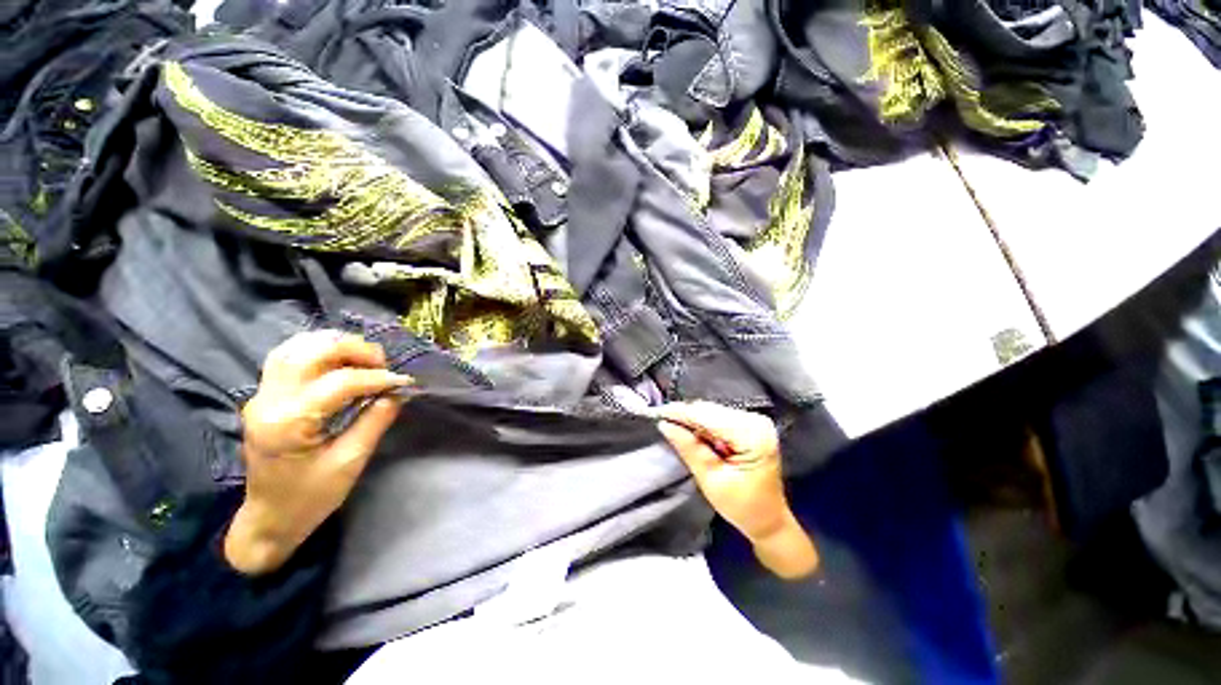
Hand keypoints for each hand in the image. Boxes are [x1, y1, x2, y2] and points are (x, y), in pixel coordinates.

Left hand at [224, 331, 412, 574]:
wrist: (269, 518)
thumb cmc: (310, 497)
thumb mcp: (351, 462)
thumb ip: (375, 421)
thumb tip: (398, 392)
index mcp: (289, 422)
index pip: (340, 382)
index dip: (378, 378)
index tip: (404, 383)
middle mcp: (269, 401)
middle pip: (312, 351)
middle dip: (355, 350)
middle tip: (383, 364)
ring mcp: (261, 395)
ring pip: (296, 347)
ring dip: (335, 345)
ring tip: (364, 358)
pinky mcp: (264, 396)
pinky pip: (288, 356)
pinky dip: (317, 349)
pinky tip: (338, 358)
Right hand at [657, 402, 817, 578]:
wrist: (768, 519)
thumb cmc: (743, 507)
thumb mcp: (711, 480)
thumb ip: (689, 448)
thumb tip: (665, 424)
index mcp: (753, 435)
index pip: (708, 415)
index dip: (680, 413)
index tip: (656, 413)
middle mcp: (756, 421)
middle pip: (709, 410)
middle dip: (684, 416)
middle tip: (661, 421)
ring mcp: (753, 420)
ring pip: (711, 411)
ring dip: (691, 420)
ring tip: (673, 428)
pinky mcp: (748, 424)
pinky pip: (716, 417)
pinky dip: (701, 424)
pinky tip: (691, 433)